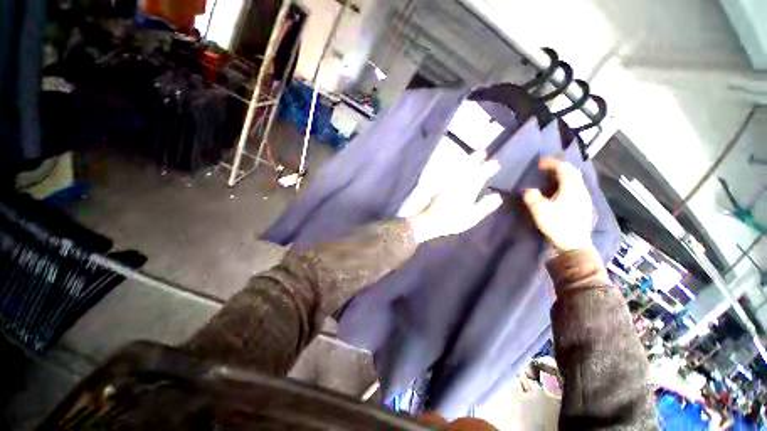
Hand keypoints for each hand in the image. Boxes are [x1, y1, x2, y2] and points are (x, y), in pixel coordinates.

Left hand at [408, 150, 502, 243]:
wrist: (430, 220)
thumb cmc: (452, 220)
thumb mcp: (472, 217)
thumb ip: (484, 206)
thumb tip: (497, 196)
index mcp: (467, 190)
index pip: (480, 176)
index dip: (488, 169)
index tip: (496, 163)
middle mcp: (458, 184)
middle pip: (469, 169)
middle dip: (476, 160)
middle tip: (483, 152)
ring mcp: (449, 184)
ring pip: (460, 169)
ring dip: (468, 161)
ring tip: (474, 155)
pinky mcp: (442, 187)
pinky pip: (453, 174)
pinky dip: (458, 168)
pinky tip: (459, 168)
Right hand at [523, 158, 593, 252]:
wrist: (574, 244)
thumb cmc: (557, 224)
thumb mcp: (539, 210)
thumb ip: (532, 197)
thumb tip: (528, 190)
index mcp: (571, 188)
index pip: (563, 168)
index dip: (551, 163)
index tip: (539, 164)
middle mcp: (581, 189)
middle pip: (572, 172)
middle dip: (559, 167)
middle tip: (545, 169)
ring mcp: (584, 198)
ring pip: (575, 180)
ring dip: (563, 176)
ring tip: (550, 179)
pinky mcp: (584, 206)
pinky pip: (576, 188)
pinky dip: (567, 184)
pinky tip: (560, 192)